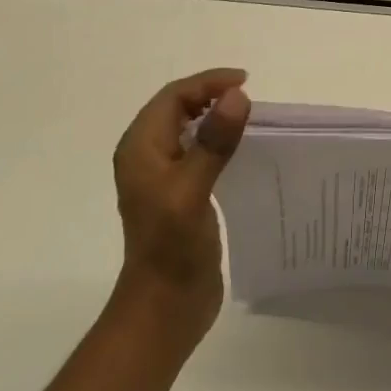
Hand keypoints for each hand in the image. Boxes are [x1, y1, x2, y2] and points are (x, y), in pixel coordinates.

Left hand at [110, 68, 251, 345]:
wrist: (164, 308)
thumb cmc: (172, 247)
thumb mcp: (192, 190)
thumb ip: (213, 142)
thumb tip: (237, 96)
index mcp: (141, 148)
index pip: (173, 97)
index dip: (207, 83)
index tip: (246, 82)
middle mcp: (146, 156)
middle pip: (178, 108)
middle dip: (211, 95)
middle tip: (249, 97)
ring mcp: (162, 176)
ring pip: (188, 129)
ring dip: (214, 117)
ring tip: (249, 117)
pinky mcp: (178, 194)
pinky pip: (197, 151)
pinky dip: (217, 141)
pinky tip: (241, 150)